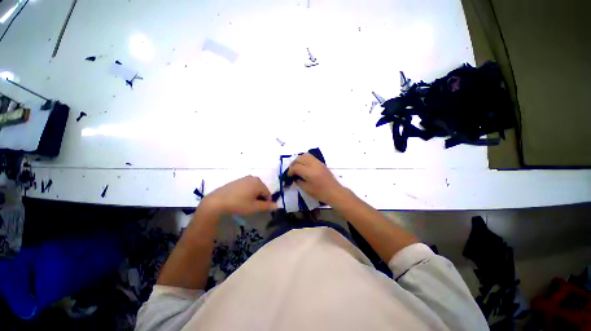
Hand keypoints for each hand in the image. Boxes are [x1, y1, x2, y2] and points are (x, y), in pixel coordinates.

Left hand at [201, 176, 276, 215]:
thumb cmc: (238, 204)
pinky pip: (247, 185)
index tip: (261, 209)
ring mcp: (244, 178)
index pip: (268, 193)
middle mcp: (253, 178)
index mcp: (259, 183)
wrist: (217, 201)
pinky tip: (240, 198)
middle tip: (254, 206)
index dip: (267, 202)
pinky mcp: (237, 180)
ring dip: (254, 194)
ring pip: (254, 187)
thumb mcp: (254, 207)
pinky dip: (247, 191)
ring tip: (247, 202)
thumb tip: (278, 206)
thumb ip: (267, 206)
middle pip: (262, 189)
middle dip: (260, 197)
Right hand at [287, 154, 346, 204]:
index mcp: (309, 172)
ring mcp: (318, 163)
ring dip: (299, 160)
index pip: (296, 167)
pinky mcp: (321, 163)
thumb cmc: (320, 193)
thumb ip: (298, 181)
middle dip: (293, 164)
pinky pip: (311, 157)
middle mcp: (313, 164)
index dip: (290, 171)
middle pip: (300, 158)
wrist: (334, 192)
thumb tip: (294, 177)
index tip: (288, 176)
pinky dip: (305, 160)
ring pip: (305, 155)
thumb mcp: (306, 189)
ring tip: (297, 167)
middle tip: (291, 171)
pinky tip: (304, 166)